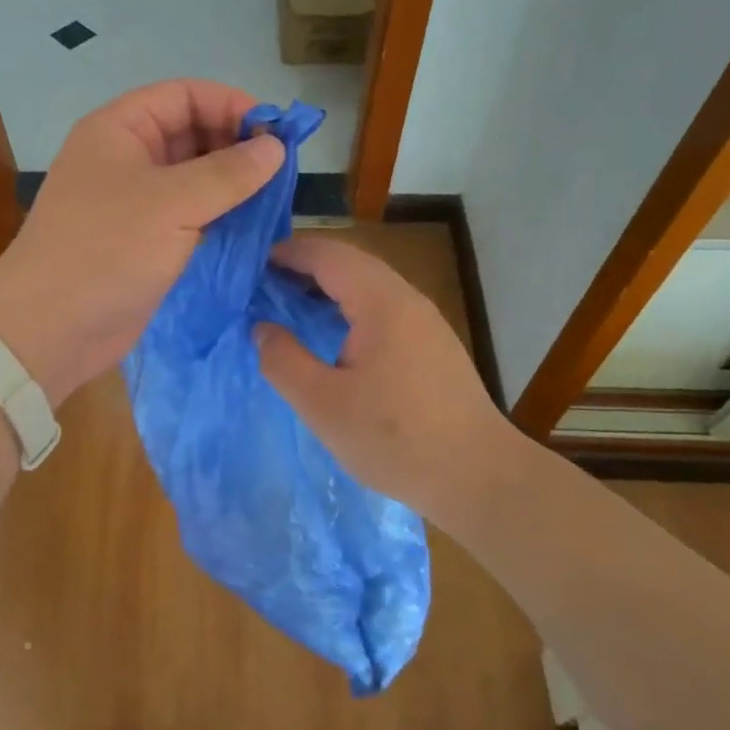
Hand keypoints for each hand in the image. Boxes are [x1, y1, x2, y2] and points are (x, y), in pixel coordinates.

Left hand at [0, 81, 284, 405]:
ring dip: (231, 183)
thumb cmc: (107, 250)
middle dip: (235, 145)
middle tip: (282, 169)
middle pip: (190, 132)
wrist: (50, 328)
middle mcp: (126, 157)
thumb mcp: (173, 203)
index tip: (276, 132)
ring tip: (275, 197)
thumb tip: (275, 147)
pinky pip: (188, 214)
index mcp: (120, 129)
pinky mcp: (143, 240)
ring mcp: (134, 201)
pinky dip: (218, 214)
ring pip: (192, 176)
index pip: (184, 95)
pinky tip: (252, 224)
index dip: (231, 105)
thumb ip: (228, 173)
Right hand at [255, 236, 528, 522]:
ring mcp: (426, 322)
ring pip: (369, 285)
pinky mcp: (433, 345)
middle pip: (350, 263)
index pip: (328, 256)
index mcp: (382, 303)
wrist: (478, 476)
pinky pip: (383, 308)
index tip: (251, 264)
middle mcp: (407, 300)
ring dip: (328, 287)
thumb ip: (283, 361)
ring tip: (289, 304)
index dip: (288, 253)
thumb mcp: (322, 404)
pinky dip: (349, 307)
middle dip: (305, 266)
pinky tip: (332, 333)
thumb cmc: (395, 438)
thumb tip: (262, 329)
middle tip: (263, 283)